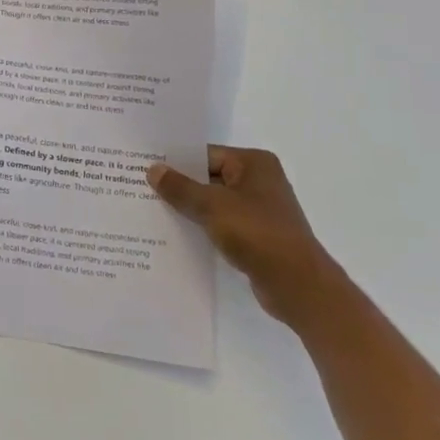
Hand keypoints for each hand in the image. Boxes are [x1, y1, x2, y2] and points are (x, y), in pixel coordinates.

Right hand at [146, 147, 347, 327]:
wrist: (297, 285)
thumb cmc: (257, 233)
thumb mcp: (211, 205)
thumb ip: (180, 187)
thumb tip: (153, 169)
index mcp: (253, 163)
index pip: (205, 154)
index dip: (175, 162)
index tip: (144, 167)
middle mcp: (259, 181)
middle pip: (208, 177)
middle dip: (179, 186)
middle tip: (141, 188)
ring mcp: (260, 209)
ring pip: (214, 202)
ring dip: (190, 209)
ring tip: (152, 211)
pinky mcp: (257, 235)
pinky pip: (222, 223)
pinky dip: (203, 227)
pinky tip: (176, 234)